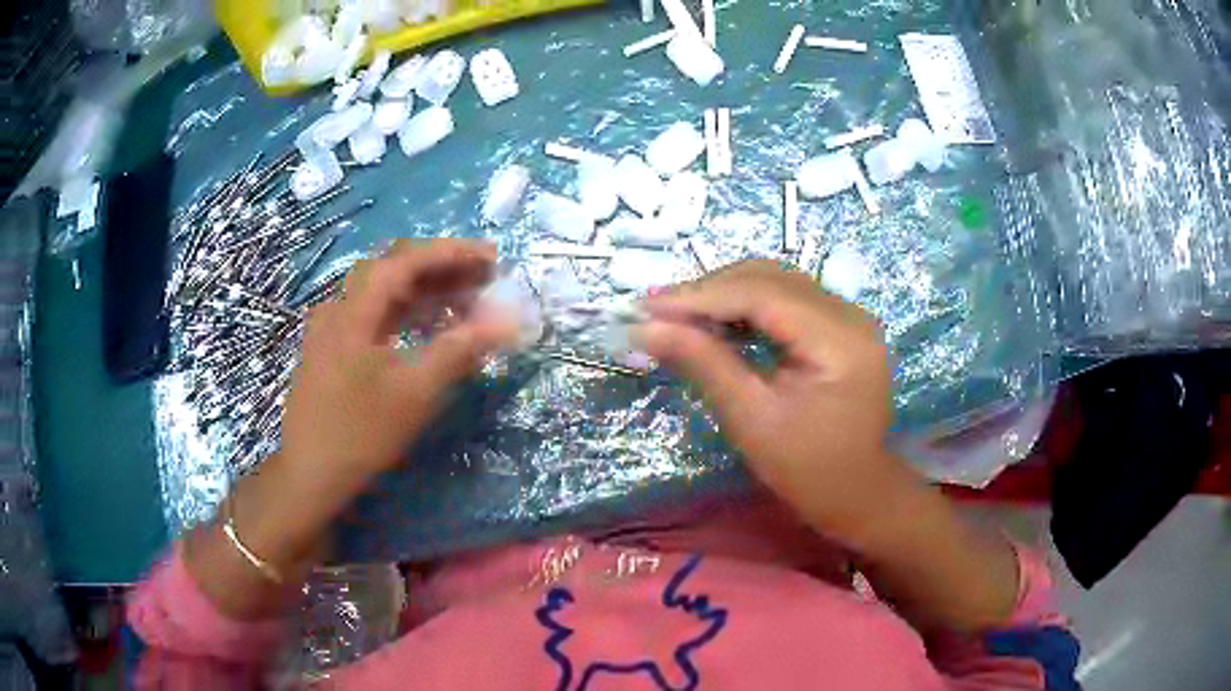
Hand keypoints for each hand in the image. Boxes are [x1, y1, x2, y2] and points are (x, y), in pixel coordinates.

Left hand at [281, 239, 517, 480]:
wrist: (311, 473)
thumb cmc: (362, 433)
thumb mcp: (416, 393)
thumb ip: (460, 350)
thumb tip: (506, 323)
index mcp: (354, 311)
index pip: (406, 261)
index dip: (451, 253)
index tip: (491, 258)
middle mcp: (339, 308)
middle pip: (393, 270)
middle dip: (442, 269)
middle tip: (483, 278)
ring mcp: (332, 328)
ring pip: (383, 293)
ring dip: (425, 291)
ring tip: (465, 300)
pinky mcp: (332, 348)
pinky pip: (374, 315)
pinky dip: (406, 313)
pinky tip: (428, 326)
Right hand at [637, 260, 904, 538]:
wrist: (856, 491)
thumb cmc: (806, 468)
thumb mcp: (751, 419)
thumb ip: (703, 363)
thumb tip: (645, 328)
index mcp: (839, 340)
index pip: (762, 295)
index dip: (700, 295)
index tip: (646, 308)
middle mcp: (850, 314)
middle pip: (769, 279)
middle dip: (708, 290)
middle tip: (655, 312)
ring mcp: (849, 315)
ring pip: (776, 282)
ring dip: (724, 294)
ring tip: (677, 315)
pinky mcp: (840, 324)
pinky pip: (786, 298)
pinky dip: (746, 305)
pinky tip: (715, 321)